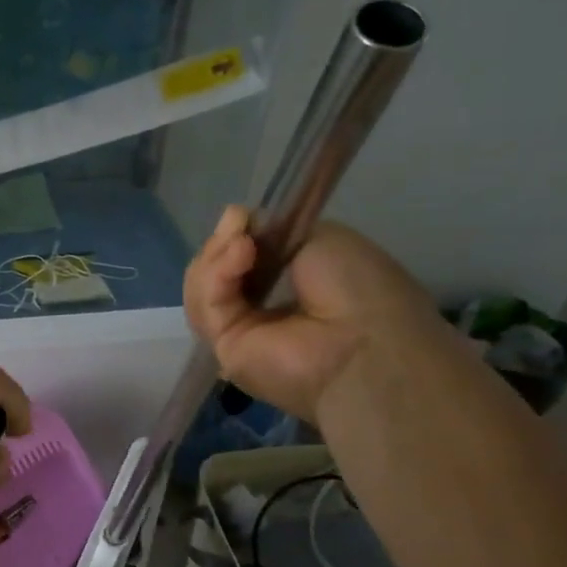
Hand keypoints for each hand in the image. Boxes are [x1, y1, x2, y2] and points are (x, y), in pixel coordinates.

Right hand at [184, 208, 440, 422]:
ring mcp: (238, 331)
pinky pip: (204, 306)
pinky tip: (238, 258)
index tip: (240, 218)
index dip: (234, 235)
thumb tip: (232, 220)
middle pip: (213, 271)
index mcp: (286, 285)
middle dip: (220, 245)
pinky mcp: (221, 348)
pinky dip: (215, 276)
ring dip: (216, 258)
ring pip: (201, 287)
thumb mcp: (318, 236)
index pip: (238, 259)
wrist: (365, 340)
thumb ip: (270, 230)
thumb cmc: (358, 286)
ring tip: (242, 246)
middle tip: (238, 228)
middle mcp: (259, 309)